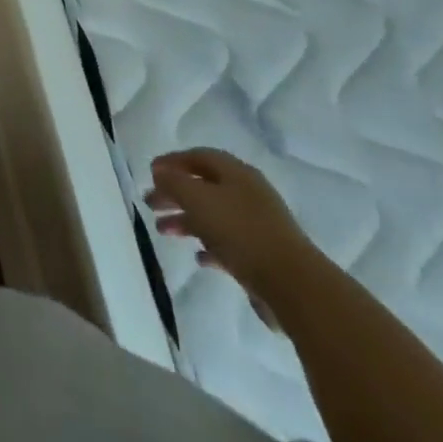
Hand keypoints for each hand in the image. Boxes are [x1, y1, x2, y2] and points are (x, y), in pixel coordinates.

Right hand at [146, 148, 319, 329]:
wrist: (292, 284)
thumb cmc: (240, 231)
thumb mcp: (197, 198)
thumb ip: (173, 181)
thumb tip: (160, 172)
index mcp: (237, 174)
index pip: (199, 157)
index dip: (173, 161)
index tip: (150, 172)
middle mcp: (248, 194)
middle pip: (204, 186)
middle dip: (174, 193)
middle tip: (150, 203)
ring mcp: (257, 226)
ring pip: (213, 216)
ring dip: (185, 220)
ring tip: (162, 231)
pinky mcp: (262, 256)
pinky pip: (228, 244)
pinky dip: (209, 246)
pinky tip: (198, 257)